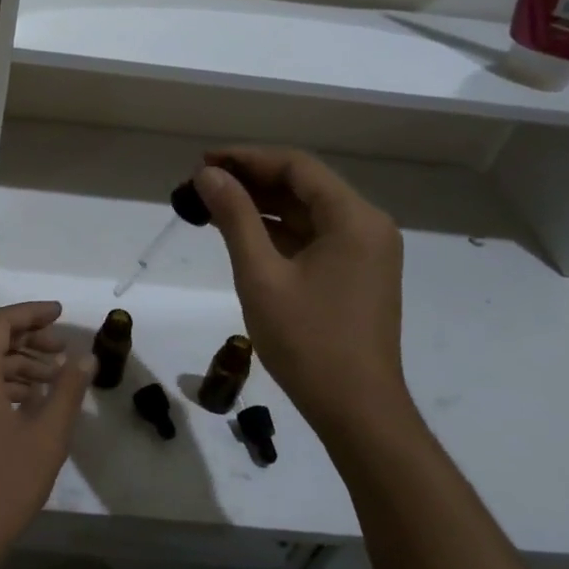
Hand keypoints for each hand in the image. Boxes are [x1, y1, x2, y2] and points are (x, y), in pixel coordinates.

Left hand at [0, 302, 93, 568]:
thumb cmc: (3, 485)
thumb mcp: (47, 437)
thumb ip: (67, 391)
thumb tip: (86, 359)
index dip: (30, 312)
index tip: (60, 313)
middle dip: (25, 337)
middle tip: (60, 348)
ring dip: (15, 362)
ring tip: (52, 378)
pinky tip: (28, 402)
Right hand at [191, 148, 412, 439]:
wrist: (356, 410)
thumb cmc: (307, 340)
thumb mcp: (261, 274)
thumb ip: (235, 217)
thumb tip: (208, 175)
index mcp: (353, 218)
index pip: (296, 167)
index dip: (247, 159)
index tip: (203, 162)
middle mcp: (367, 225)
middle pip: (303, 186)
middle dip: (251, 181)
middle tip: (201, 184)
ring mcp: (365, 251)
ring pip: (307, 211)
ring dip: (262, 206)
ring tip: (212, 205)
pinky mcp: (357, 273)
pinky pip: (313, 236)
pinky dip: (277, 231)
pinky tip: (241, 233)